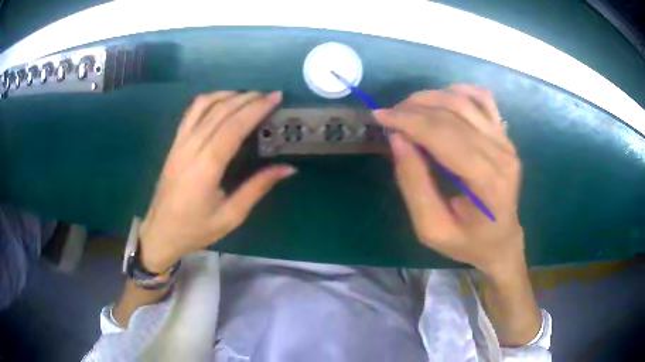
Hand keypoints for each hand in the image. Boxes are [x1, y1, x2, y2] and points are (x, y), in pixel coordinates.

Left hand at [139, 91, 295, 272]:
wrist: (161, 233)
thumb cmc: (196, 229)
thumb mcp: (231, 216)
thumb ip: (258, 188)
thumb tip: (288, 168)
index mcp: (207, 166)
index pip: (234, 126)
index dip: (256, 109)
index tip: (275, 97)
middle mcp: (191, 147)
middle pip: (221, 112)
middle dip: (247, 98)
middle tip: (269, 95)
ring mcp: (180, 143)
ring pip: (204, 106)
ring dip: (228, 95)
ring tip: (248, 96)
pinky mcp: (174, 144)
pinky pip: (190, 113)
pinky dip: (208, 101)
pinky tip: (221, 102)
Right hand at [373, 85, 524, 277]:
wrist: (502, 240)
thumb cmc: (468, 242)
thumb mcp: (432, 228)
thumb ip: (414, 184)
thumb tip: (398, 139)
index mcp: (487, 181)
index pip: (444, 135)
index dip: (408, 121)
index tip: (379, 116)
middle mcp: (501, 153)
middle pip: (453, 114)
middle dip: (414, 108)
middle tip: (388, 115)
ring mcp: (506, 141)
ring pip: (465, 101)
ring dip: (431, 97)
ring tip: (407, 108)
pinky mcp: (505, 135)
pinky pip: (483, 99)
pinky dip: (459, 91)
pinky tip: (441, 99)